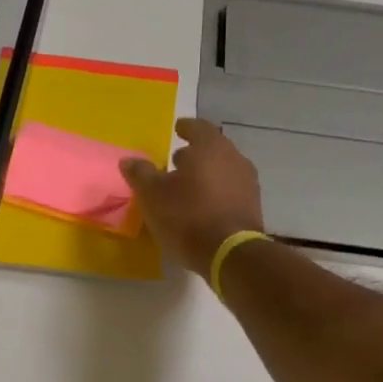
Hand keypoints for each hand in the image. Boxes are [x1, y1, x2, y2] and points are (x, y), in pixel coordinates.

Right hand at [121, 118, 264, 278]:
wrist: (230, 253)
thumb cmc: (187, 216)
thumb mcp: (153, 195)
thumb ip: (141, 174)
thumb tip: (129, 160)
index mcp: (210, 148)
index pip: (198, 127)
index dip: (186, 128)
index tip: (178, 129)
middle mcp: (234, 158)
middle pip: (213, 149)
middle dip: (196, 154)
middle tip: (178, 161)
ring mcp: (248, 183)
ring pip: (224, 170)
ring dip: (207, 174)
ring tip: (189, 186)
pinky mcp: (253, 207)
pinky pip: (231, 191)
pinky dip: (217, 192)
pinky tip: (204, 206)